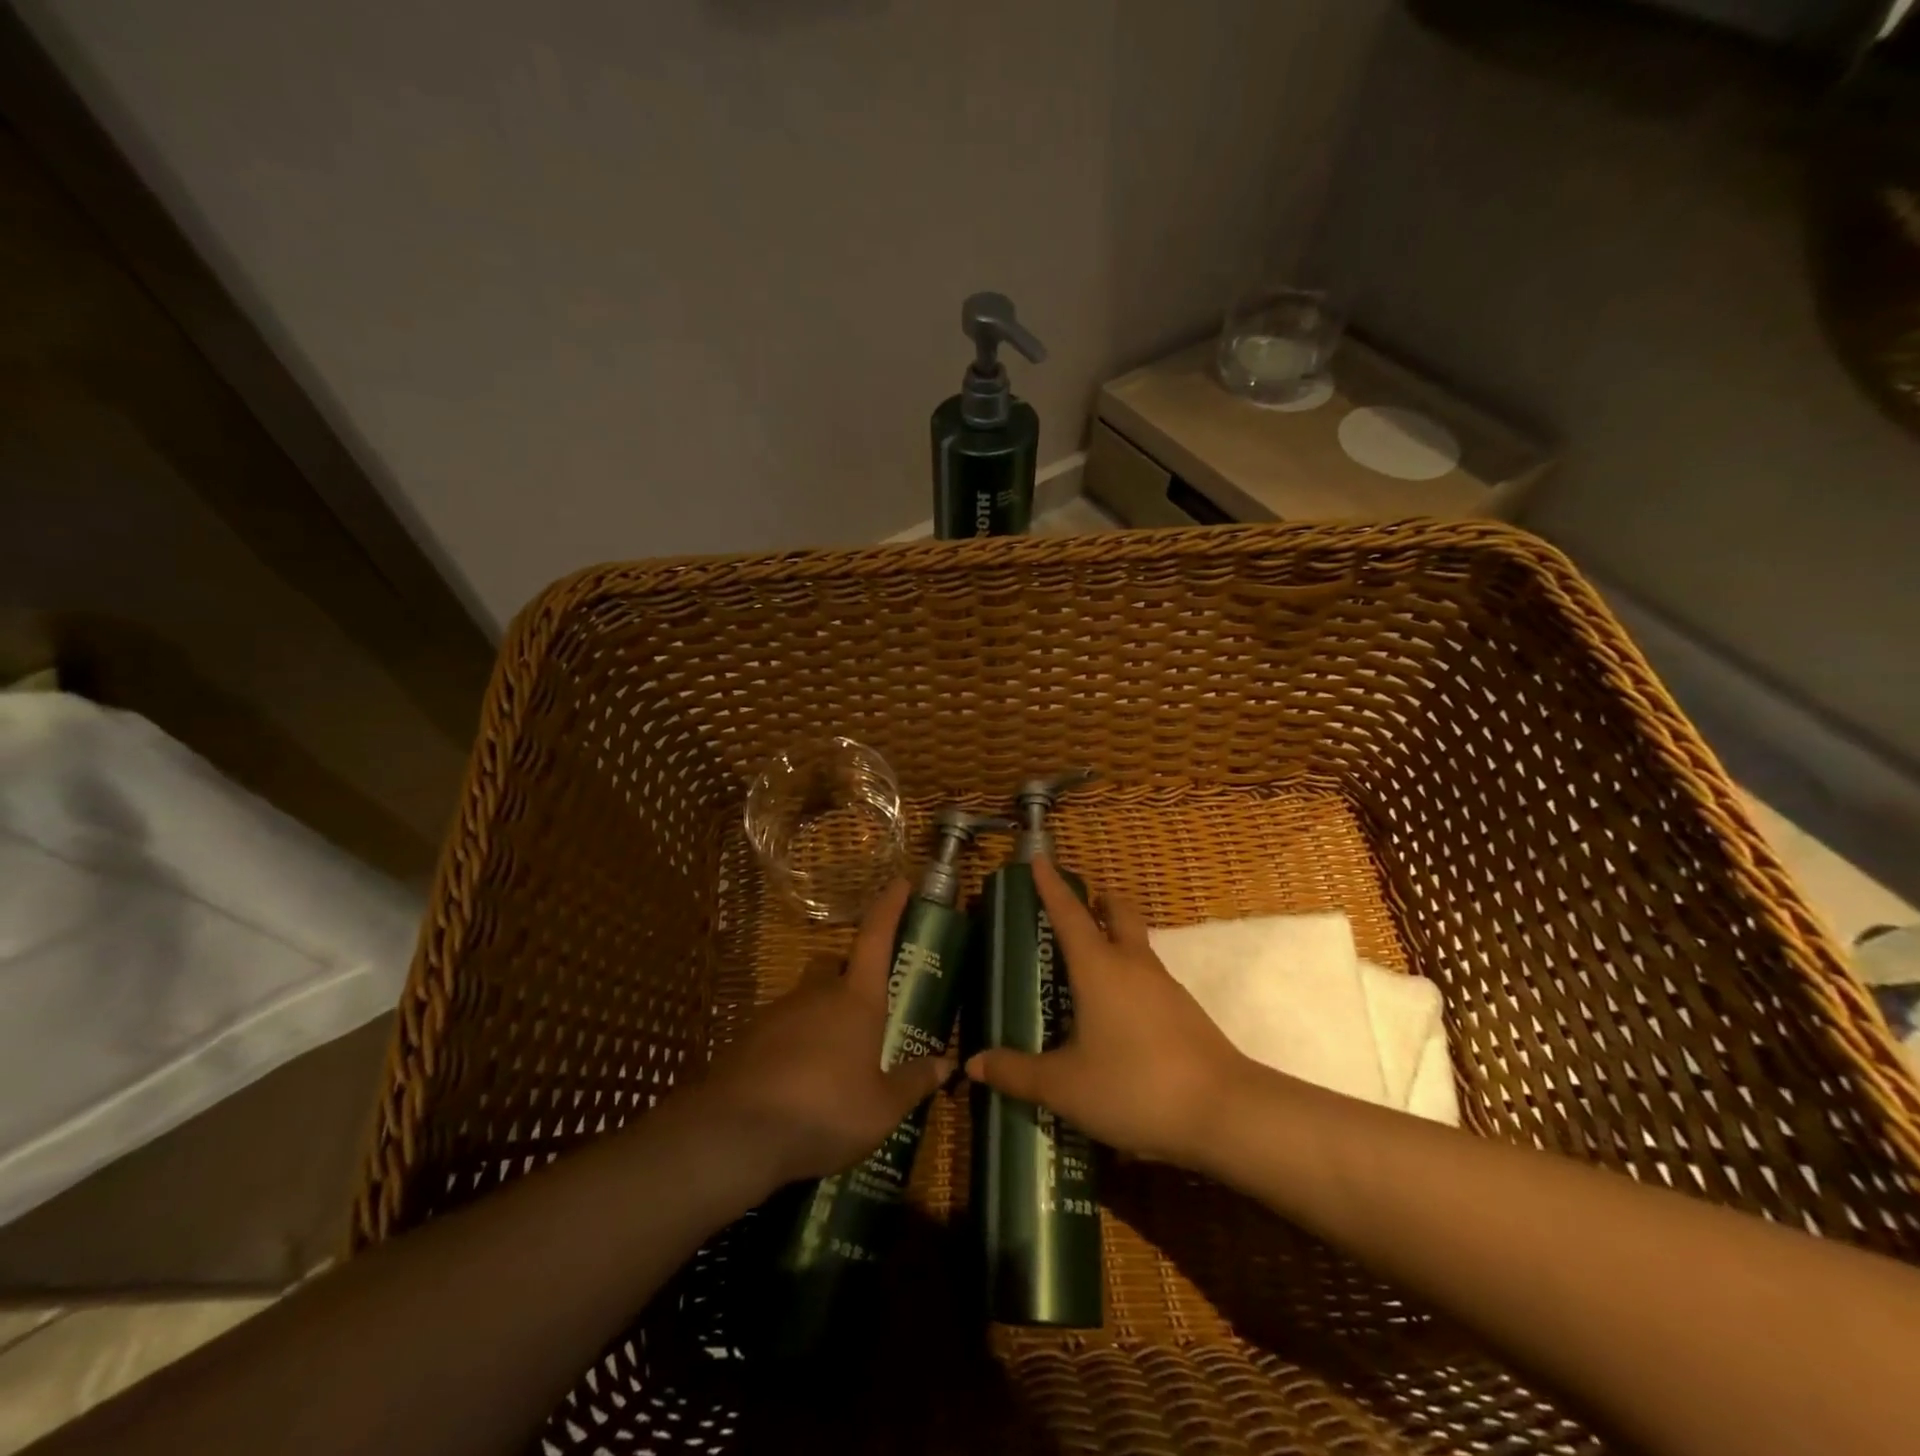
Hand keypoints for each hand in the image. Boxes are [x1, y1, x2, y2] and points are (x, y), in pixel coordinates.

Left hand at [695, 879, 953, 1188]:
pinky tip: (798, 1082)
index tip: (901, 881)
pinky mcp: (748, 1039)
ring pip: (806, 998)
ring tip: (833, 1062)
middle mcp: (817, 994)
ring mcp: (777, 1013)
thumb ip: (914, 1082)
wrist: (736, 1135)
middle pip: (835, 965)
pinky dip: (793, 1044)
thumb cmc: (825, 1111)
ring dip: (821, 1016)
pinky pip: (780, 1029)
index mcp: (856, 1000)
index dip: (890, 907)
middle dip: (850, 974)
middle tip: (866, 1008)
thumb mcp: (882, 1108)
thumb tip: (947, 1064)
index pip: (877, 937)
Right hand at [965, 857, 1251, 1165]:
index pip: (1069, 913)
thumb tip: (974, 1064)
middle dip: (1097, 902)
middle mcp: (1132, 965)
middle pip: (1118, 913)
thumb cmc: (1134, 1085)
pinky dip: (1128, 978)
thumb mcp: (1065, 1086)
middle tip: (1076, 908)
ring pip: (1136, 946)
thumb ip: (1018, 1073)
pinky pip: (1148, 979)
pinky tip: (1114, 1016)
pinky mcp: (1184, 1012)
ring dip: (1113, 941)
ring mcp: (1164, 987)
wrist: (1224, 1113)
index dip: (1050, 885)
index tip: (1039, 858)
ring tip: (1085, 971)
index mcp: (1099, 967)